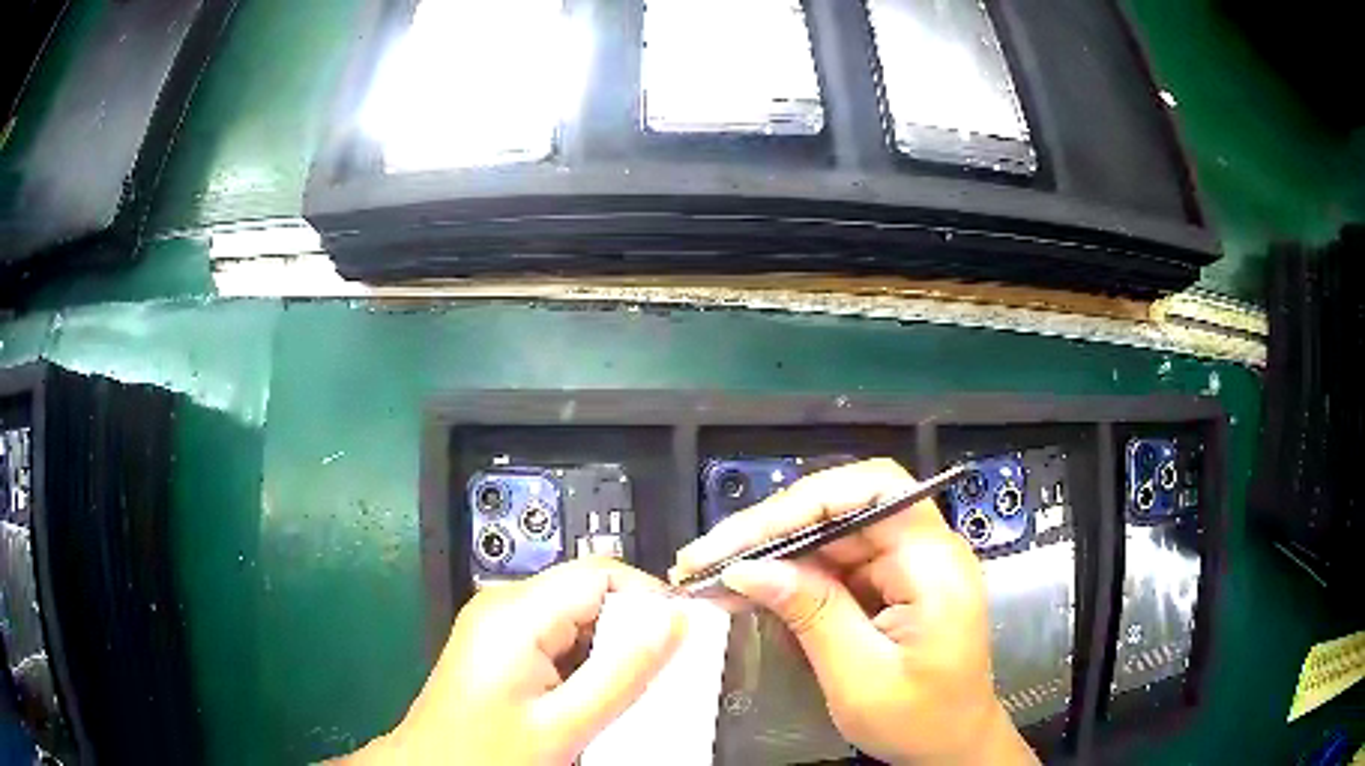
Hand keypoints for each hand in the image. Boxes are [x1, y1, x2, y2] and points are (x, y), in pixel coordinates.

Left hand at [343, 558, 683, 764]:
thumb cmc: (489, 752)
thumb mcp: (564, 724)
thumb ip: (622, 673)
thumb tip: (674, 621)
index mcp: (515, 612)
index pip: (602, 574)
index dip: (651, 599)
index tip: (686, 639)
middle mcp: (504, 604)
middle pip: (590, 594)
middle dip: (633, 631)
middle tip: (665, 675)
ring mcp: (498, 623)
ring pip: (578, 617)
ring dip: (612, 650)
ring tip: (633, 692)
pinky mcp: (499, 643)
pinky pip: (558, 637)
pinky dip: (586, 661)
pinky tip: (596, 697)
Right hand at [670, 459, 1036, 765]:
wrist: (951, 745)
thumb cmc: (919, 719)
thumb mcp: (862, 677)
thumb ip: (812, 615)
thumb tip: (748, 568)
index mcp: (934, 564)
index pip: (872, 492)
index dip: (803, 503)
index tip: (742, 538)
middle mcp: (923, 549)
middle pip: (842, 506)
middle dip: (771, 528)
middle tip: (707, 556)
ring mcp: (904, 565)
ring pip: (828, 533)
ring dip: (771, 550)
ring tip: (712, 572)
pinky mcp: (887, 582)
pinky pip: (831, 562)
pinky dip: (787, 574)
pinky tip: (747, 588)